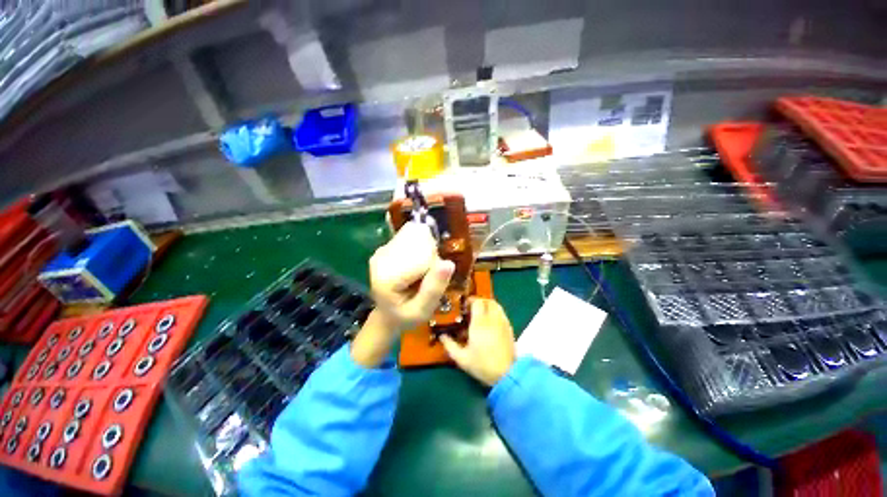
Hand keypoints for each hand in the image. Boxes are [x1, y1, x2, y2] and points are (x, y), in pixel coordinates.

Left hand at [351, 223, 453, 367]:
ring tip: (420, 274)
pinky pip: (413, 239)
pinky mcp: (387, 247)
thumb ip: (434, 289)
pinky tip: (416, 267)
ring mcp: (383, 250)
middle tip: (426, 279)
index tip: (432, 282)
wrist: (388, 314)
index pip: (423, 257)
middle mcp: (380, 258)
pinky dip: (421, 251)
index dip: (435, 267)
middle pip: (420, 244)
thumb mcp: (423, 310)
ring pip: (417, 240)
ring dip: (426, 254)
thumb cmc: (405, 316)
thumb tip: (449, 263)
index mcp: (386, 277)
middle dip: (431, 259)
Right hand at [440, 298, 515, 386]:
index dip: (470, 301)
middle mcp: (492, 319)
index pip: (477, 302)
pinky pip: (501, 313)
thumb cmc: (482, 365)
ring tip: (481, 313)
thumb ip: (449, 345)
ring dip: (488, 305)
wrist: (506, 375)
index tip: (464, 306)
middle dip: (479, 301)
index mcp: (480, 323)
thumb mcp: (461, 358)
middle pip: (488, 301)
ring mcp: (503, 322)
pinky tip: (490, 323)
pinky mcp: (509, 328)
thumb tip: (442, 336)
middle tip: (471, 308)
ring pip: (496, 305)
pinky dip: (495, 312)